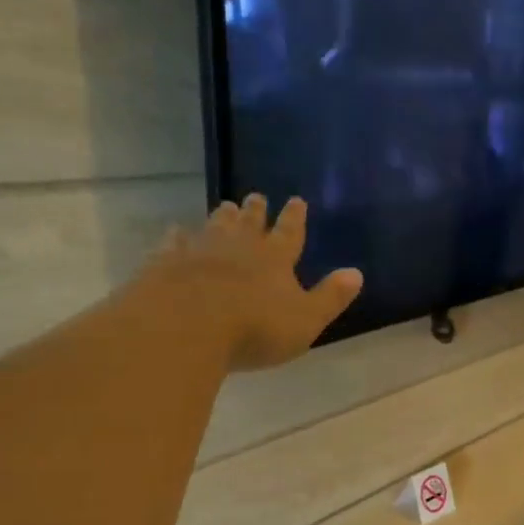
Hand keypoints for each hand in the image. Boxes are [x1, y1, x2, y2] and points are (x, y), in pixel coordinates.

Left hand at [149, 194, 362, 370]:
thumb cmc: (254, 328)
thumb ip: (330, 297)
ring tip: (227, 206)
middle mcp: (238, 246)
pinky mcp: (166, 262)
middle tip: (256, 196)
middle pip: (250, 223)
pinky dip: (177, 236)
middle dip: (256, 211)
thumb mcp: (305, 320)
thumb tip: (357, 273)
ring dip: (222, 216)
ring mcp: (199, 251)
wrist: (186, 325)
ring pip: (214, 226)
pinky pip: (173, 243)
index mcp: (275, 259)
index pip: (290, 232)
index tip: (296, 200)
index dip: (295, 217)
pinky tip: (175, 232)